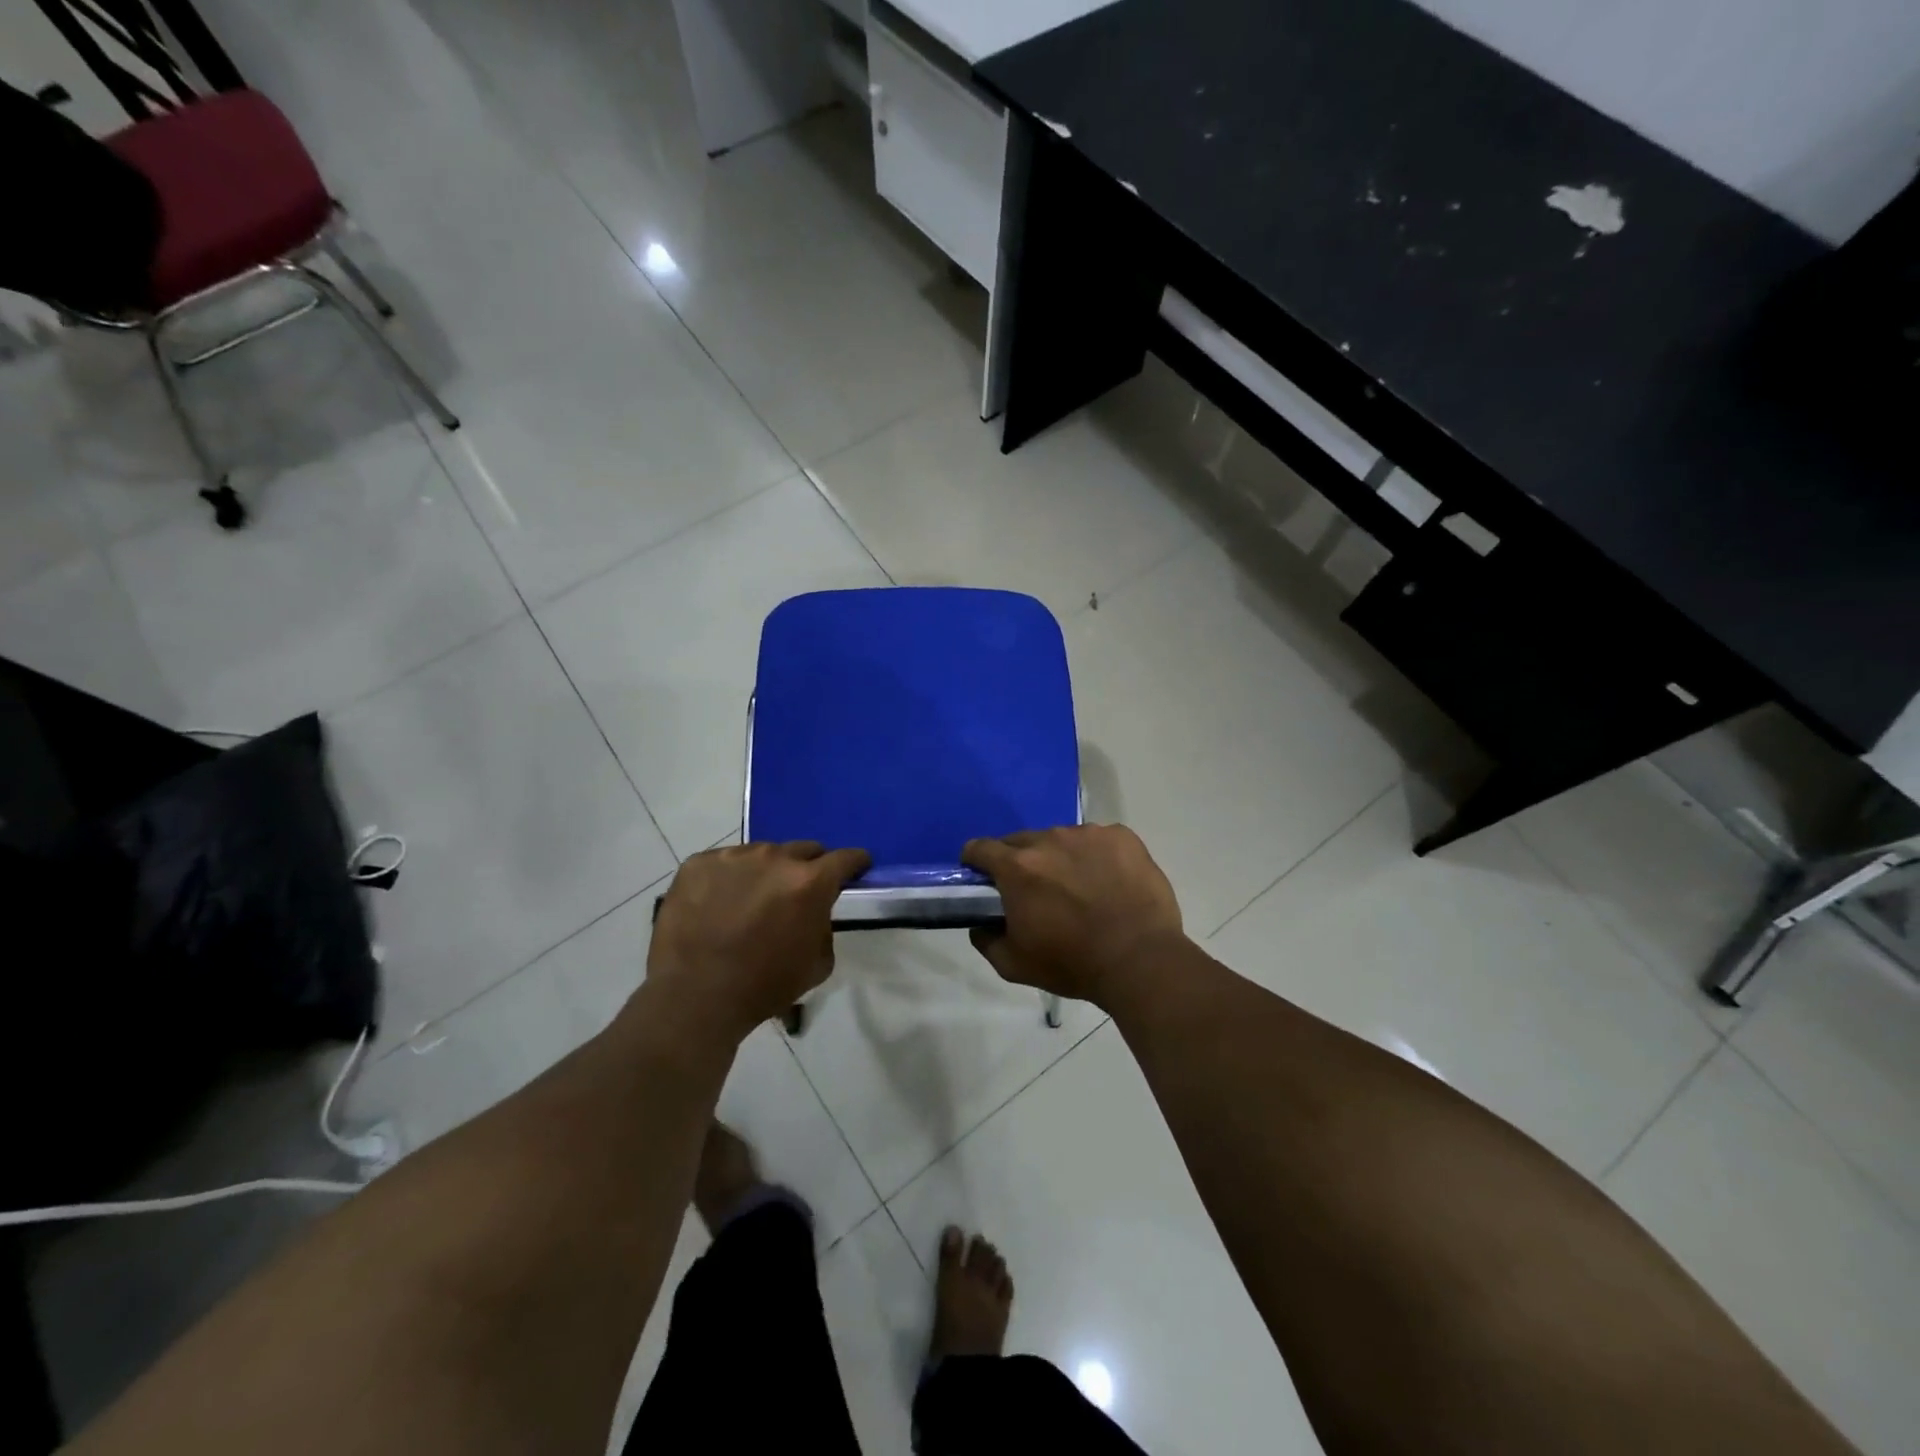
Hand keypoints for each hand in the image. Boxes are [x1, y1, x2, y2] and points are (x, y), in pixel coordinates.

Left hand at [645, 841, 870, 1043]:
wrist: (695, 997)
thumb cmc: (764, 986)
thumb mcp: (818, 964)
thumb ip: (824, 925)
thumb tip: (815, 911)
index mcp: (809, 882)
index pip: (845, 858)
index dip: (855, 862)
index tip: (856, 867)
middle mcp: (774, 858)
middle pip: (803, 849)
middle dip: (808, 867)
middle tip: (797, 891)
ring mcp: (732, 857)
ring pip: (761, 854)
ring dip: (765, 871)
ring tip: (751, 900)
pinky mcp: (697, 863)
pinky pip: (723, 863)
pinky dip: (728, 878)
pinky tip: (718, 905)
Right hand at [962, 825, 1185, 1006]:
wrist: (1140, 959)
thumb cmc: (1072, 964)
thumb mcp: (1014, 965)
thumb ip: (987, 941)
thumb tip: (981, 925)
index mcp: (1018, 867)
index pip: (980, 848)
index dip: (976, 862)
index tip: (984, 878)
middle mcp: (1049, 839)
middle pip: (1021, 841)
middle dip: (1021, 862)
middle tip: (1037, 892)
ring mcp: (1089, 834)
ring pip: (1062, 839)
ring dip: (1061, 858)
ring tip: (1081, 889)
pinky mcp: (1122, 837)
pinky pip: (1099, 840)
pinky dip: (1097, 856)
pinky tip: (1110, 883)